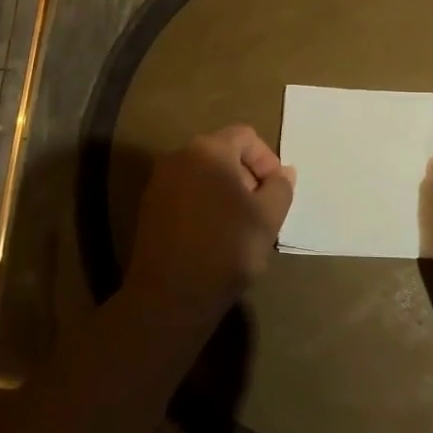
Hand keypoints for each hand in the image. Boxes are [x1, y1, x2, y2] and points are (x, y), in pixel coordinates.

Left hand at [127, 125, 294, 324]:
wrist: (170, 296)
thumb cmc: (227, 249)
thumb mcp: (268, 217)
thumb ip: (280, 187)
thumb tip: (283, 172)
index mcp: (208, 150)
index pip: (246, 136)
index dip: (267, 160)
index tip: (276, 193)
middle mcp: (178, 156)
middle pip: (223, 153)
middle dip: (247, 176)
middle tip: (261, 210)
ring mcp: (159, 182)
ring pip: (204, 175)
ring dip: (226, 192)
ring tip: (239, 226)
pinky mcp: (149, 208)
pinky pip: (186, 194)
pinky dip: (204, 205)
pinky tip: (213, 236)